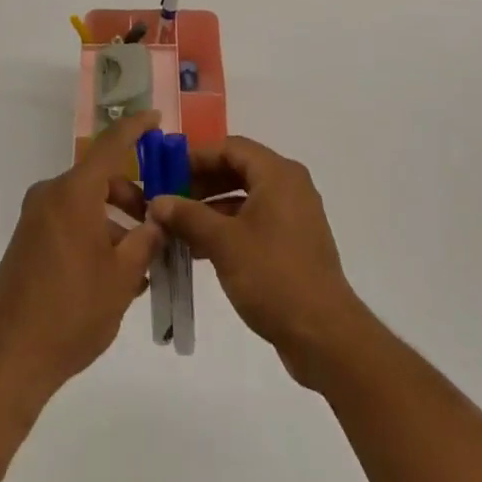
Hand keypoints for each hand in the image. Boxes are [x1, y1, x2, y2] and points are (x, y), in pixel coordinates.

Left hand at [0, 112, 164, 410]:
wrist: (10, 359)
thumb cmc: (73, 311)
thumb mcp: (123, 277)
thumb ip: (145, 240)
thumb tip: (157, 220)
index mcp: (73, 193)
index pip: (110, 145)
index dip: (135, 128)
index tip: (156, 118)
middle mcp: (50, 196)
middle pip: (99, 180)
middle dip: (132, 197)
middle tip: (156, 226)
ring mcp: (34, 219)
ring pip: (85, 205)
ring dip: (114, 223)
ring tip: (140, 265)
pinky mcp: (27, 242)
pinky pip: (68, 223)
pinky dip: (93, 235)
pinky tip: (113, 275)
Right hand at [149, 136, 369, 387]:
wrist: (324, 334)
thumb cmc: (273, 276)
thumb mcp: (223, 243)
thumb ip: (188, 216)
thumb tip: (157, 201)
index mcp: (278, 174)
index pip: (230, 147)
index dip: (196, 157)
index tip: (167, 173)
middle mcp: (289, 186)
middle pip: (238, 170)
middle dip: (201, 183)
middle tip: (169, 200)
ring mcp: (294, 215)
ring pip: (245, 198)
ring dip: (211, 209)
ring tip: (178, 228)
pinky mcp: (294, 243)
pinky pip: (255, 221)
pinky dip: (228, 228)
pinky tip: (201, 250)